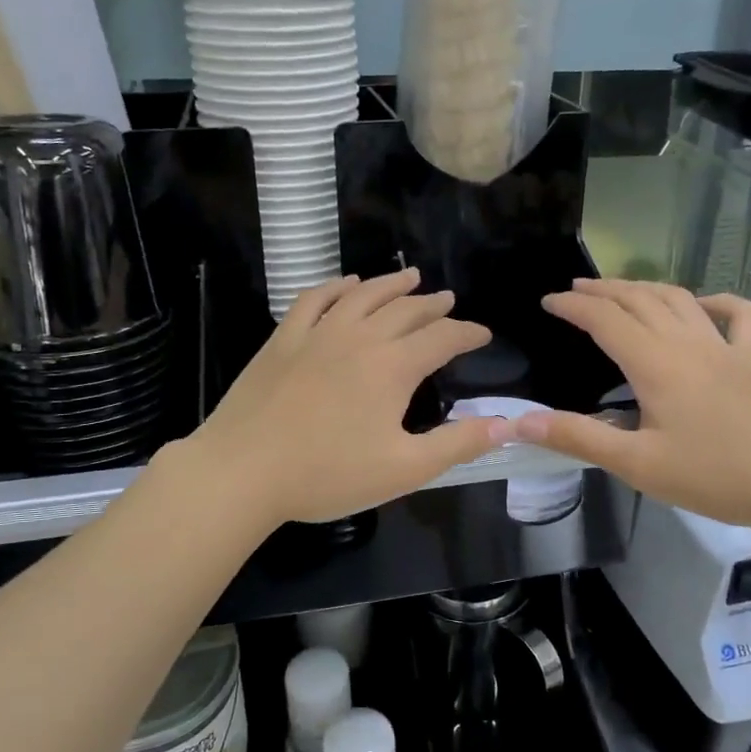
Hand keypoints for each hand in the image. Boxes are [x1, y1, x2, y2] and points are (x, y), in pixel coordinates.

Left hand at [180, 270, 507, 524]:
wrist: (242, 471)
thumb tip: (508, 424)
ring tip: (410, 277)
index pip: (443, 337)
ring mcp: (317, 333)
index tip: (483, 334)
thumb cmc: (328, 474)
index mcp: (393, 366)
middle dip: (433, 305)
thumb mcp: (404, 469)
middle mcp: (360, 337)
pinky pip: (315, 299)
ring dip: (391, 284)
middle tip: (448, 301)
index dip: (468, 333)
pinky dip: (336, 287)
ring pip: (363, 296)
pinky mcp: (283, 339)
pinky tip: (345, 284)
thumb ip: (458, 444)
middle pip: (406, 310)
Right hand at [514, 279, 750, 533]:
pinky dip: (718, 301)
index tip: (547, 301)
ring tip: (621, 290)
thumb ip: (578, 438)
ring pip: (681, 299)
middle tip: (575, 289)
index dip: (573, 306)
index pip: (605, 319)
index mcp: (656, 364)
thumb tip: (520, 423)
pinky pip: (740, 316)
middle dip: (603, 289)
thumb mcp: (636, 464)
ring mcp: (727, 348)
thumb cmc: (713, 477)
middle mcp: (688, 344)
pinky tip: (703, 305)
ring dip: (646, 288)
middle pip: (640, 299)